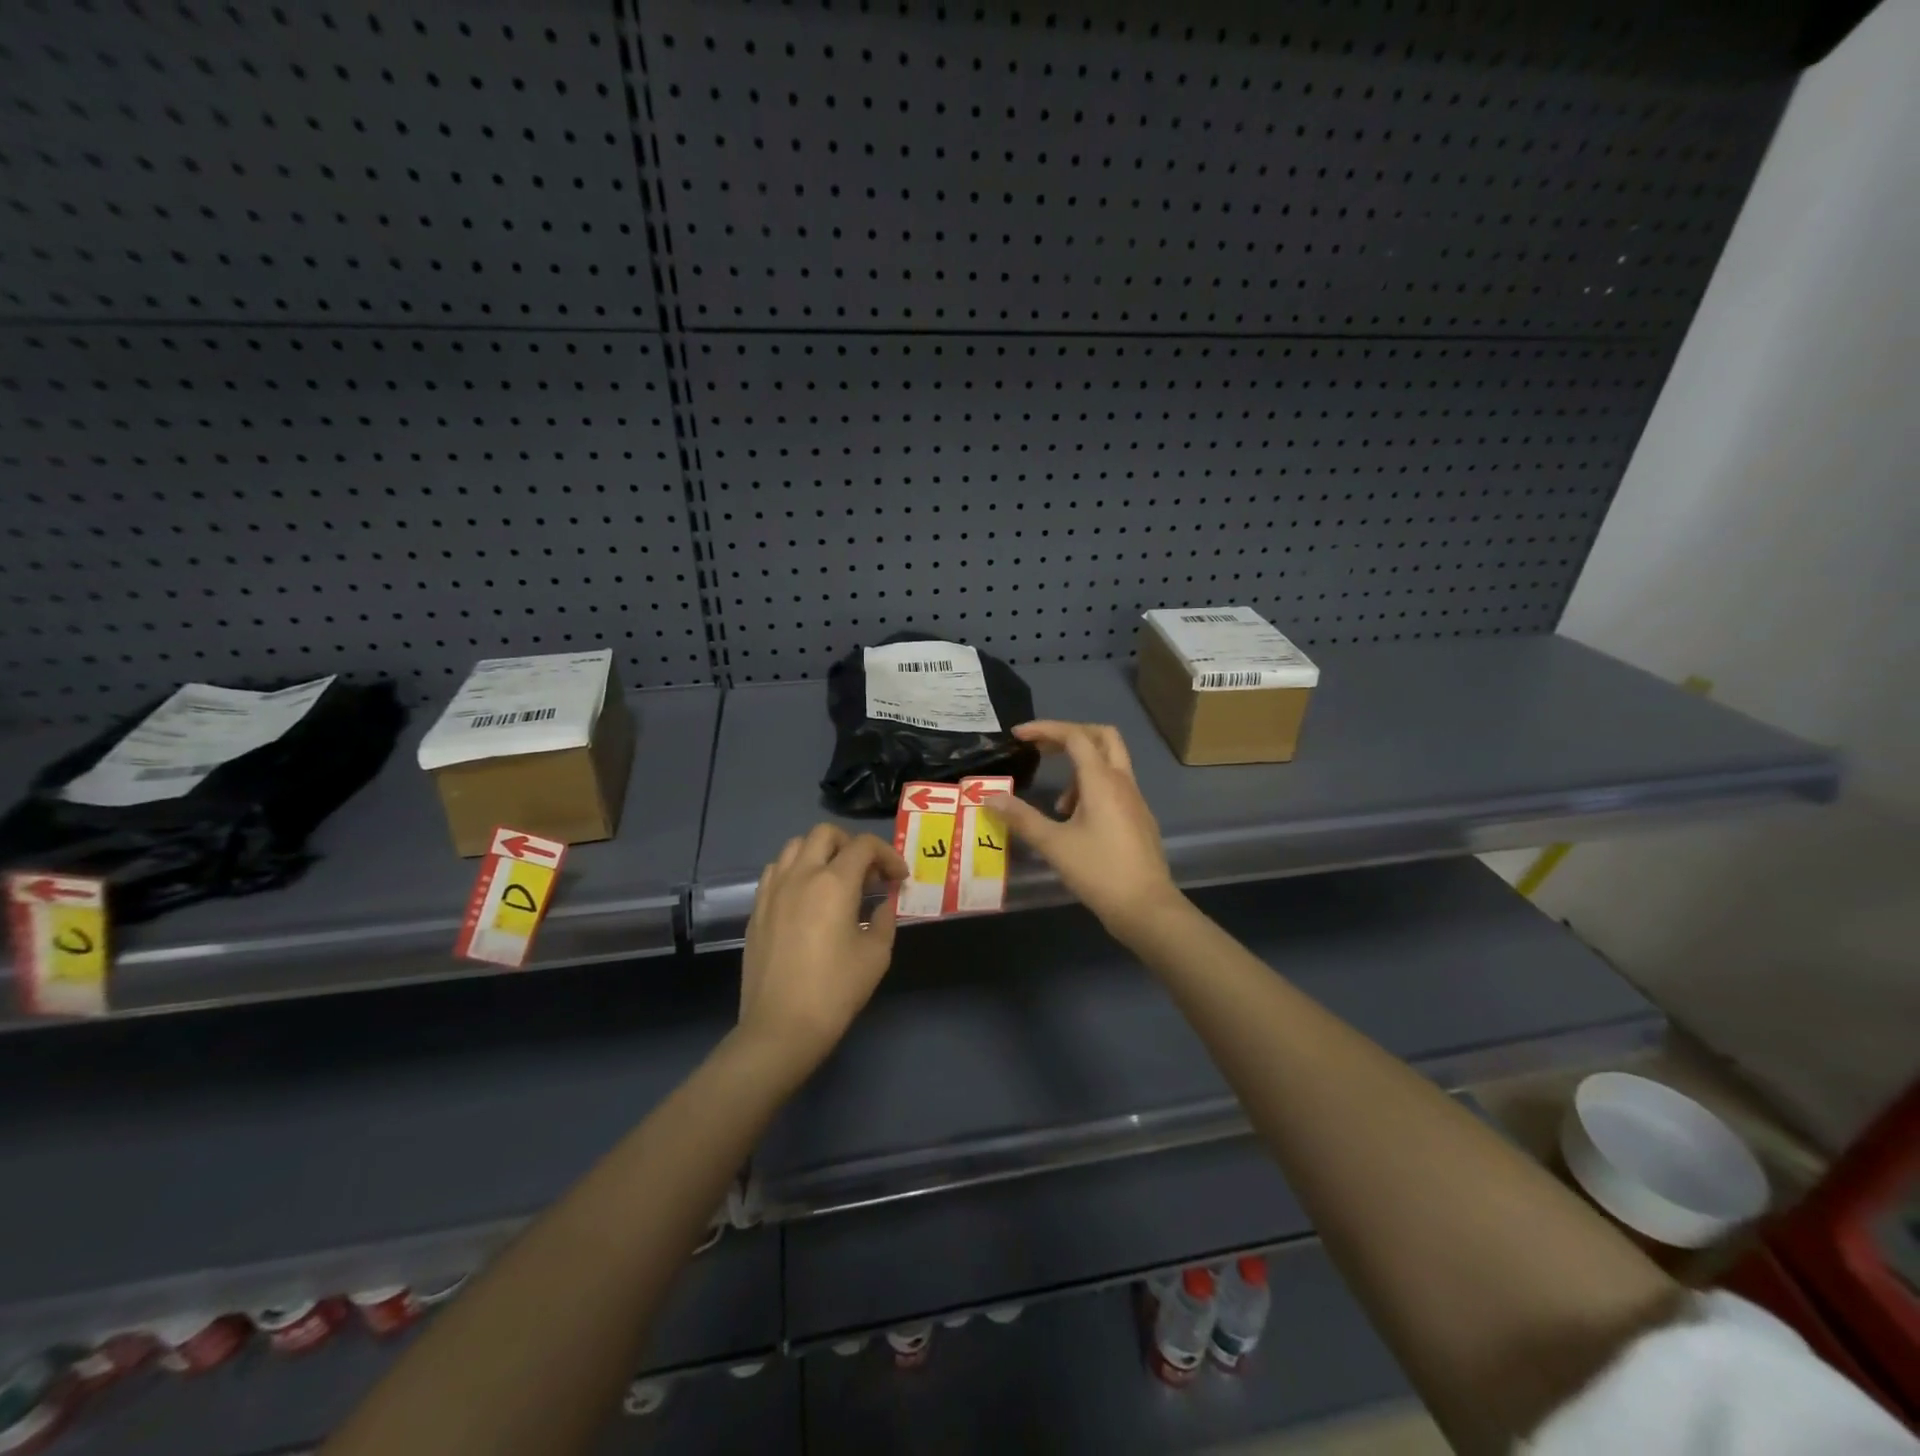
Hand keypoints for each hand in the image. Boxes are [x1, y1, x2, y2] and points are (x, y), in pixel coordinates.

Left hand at [738, 824, 907, 1074]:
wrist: (780, 1027)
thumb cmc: (835, 991)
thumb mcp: (875, 956)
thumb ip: (883, 921)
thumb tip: (882, 906)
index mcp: (834, 883)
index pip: (864, 846)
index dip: (887, 855)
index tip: (898, 878)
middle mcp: (801, 875)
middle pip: (825, 834)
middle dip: (851, 844)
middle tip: (867, 872)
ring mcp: (773, 890)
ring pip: (794, 846)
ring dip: (820, 852)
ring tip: (835, 878)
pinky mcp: (757, 909)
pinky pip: (776, 871)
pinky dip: (795, 870)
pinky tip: (806, 896)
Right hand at [988, 721, 1182, 944]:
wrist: (1147, 908)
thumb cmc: (1099, 872)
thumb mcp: (1054, 845)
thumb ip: (1021, 818)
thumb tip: (989, 798)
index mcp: (1102, 781)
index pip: (1075, 736)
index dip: (1045, 729)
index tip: (1019, 736)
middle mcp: (1122, 782)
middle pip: (1102, 736)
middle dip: (1070, 735)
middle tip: (1043, 749)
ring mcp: (1135, 800)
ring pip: (1110, 763)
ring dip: (1081, 768)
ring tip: (1058, 805)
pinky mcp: (1139, 818)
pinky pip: (1115, 787)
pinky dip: (1092, 789)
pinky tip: (1076, 822)